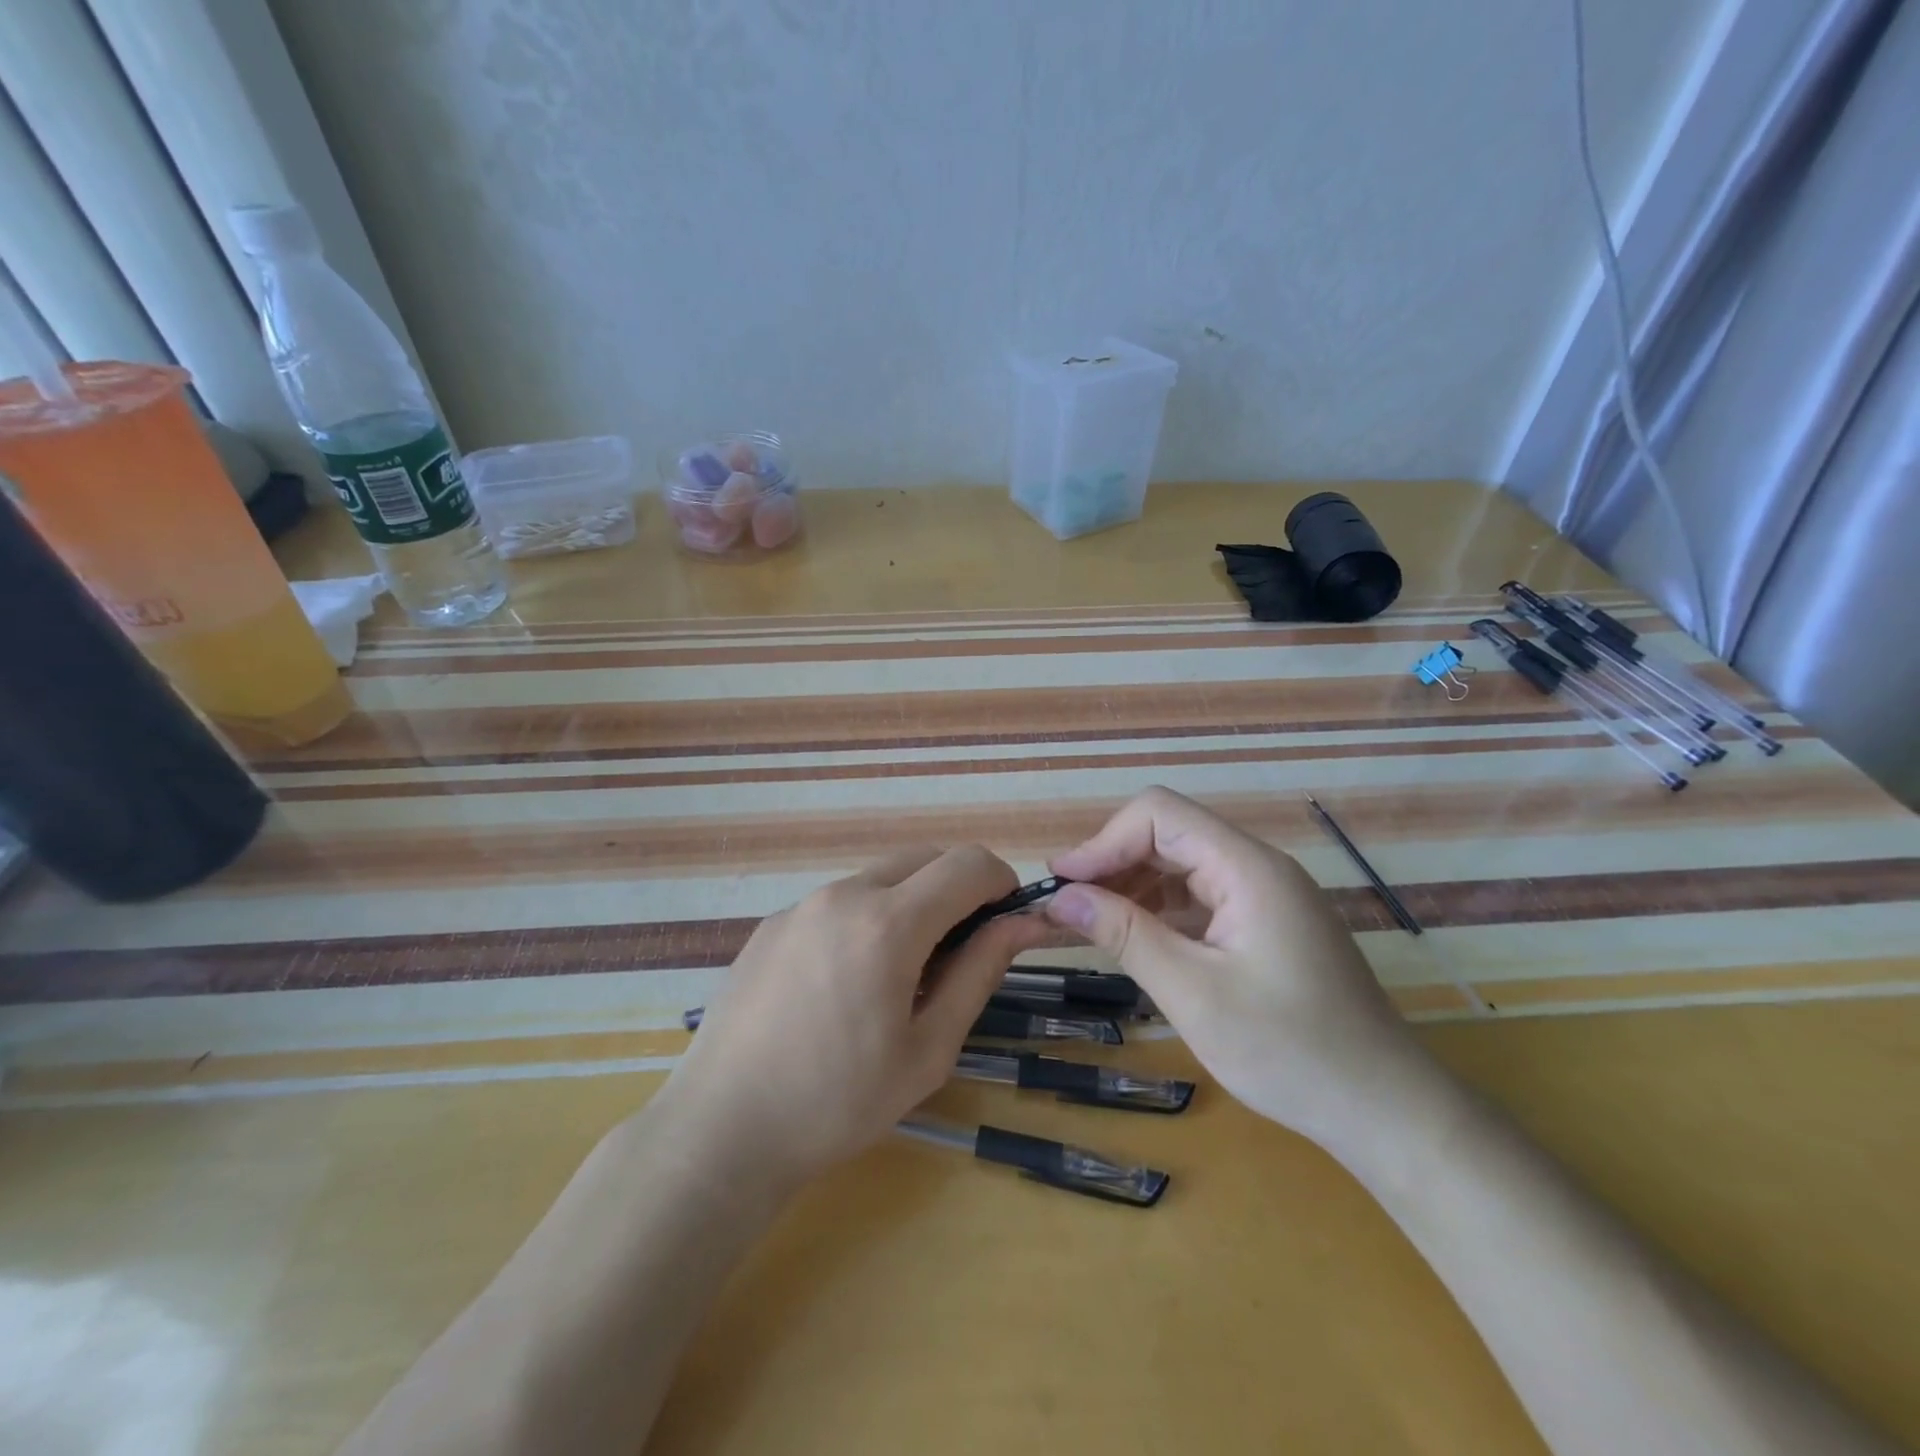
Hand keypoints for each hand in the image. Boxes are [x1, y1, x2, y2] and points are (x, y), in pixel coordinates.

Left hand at [659, 846, 1050, 1190]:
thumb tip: (1020, 924)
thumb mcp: (928, 1048)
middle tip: (959, 953)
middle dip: (958, 888)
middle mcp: (844, 894)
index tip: (1008, 920)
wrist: (721, 1129)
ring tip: (900, 976)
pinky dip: (866, 918)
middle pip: (924, 858)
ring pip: (880, 878)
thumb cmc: (838, 1103)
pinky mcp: (772, 923)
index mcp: (888, 923)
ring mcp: (801, 904)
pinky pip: (838, 901)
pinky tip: (845, 983)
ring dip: (911, 903)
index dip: (1001, 882)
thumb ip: (979, 973)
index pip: (967, 864)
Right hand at [1045, 787, 1428, 1149]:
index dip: (1103, 841)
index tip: (1063, 885)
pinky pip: (1202, 895)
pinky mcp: (1268, 922)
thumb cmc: (1289, 1051)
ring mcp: (1267, 894)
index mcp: (1248, 868)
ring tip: (1090, 923)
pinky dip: (1162, 909)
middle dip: (1113, 862)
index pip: (1159, 814)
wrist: (1384, 1109)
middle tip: (1066, 906)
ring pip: (1183, 864)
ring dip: (1133, 886)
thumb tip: (1062, 897)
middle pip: (1169, 834)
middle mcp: (1258, 866)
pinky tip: (1137, 938)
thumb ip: (1125, 935)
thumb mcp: (1193, 993)